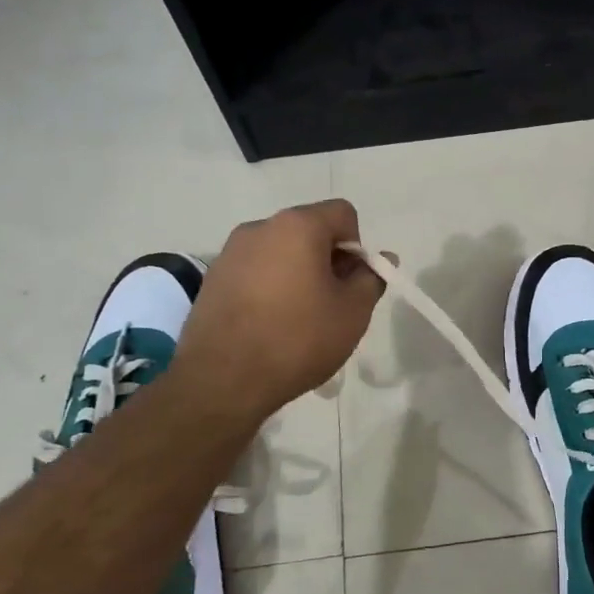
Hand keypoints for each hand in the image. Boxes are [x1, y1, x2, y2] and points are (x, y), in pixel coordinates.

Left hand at [174, 200, 385, 423]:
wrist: (223, 379)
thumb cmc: (298, 339)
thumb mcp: (353, 312)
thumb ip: (371, 279)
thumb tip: (381, 260)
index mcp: (297, 226)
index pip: (343, 214)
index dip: (357, 247)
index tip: (352, 283)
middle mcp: (260, 227)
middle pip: (308, 231)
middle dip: (327, 260)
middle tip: (332, 304)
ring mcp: (230, 252)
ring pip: (280, 252)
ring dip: (298, 274)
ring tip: (299, 319)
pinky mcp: (212, 279)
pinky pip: (255, 272)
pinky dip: (270, 288)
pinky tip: (270, 325)